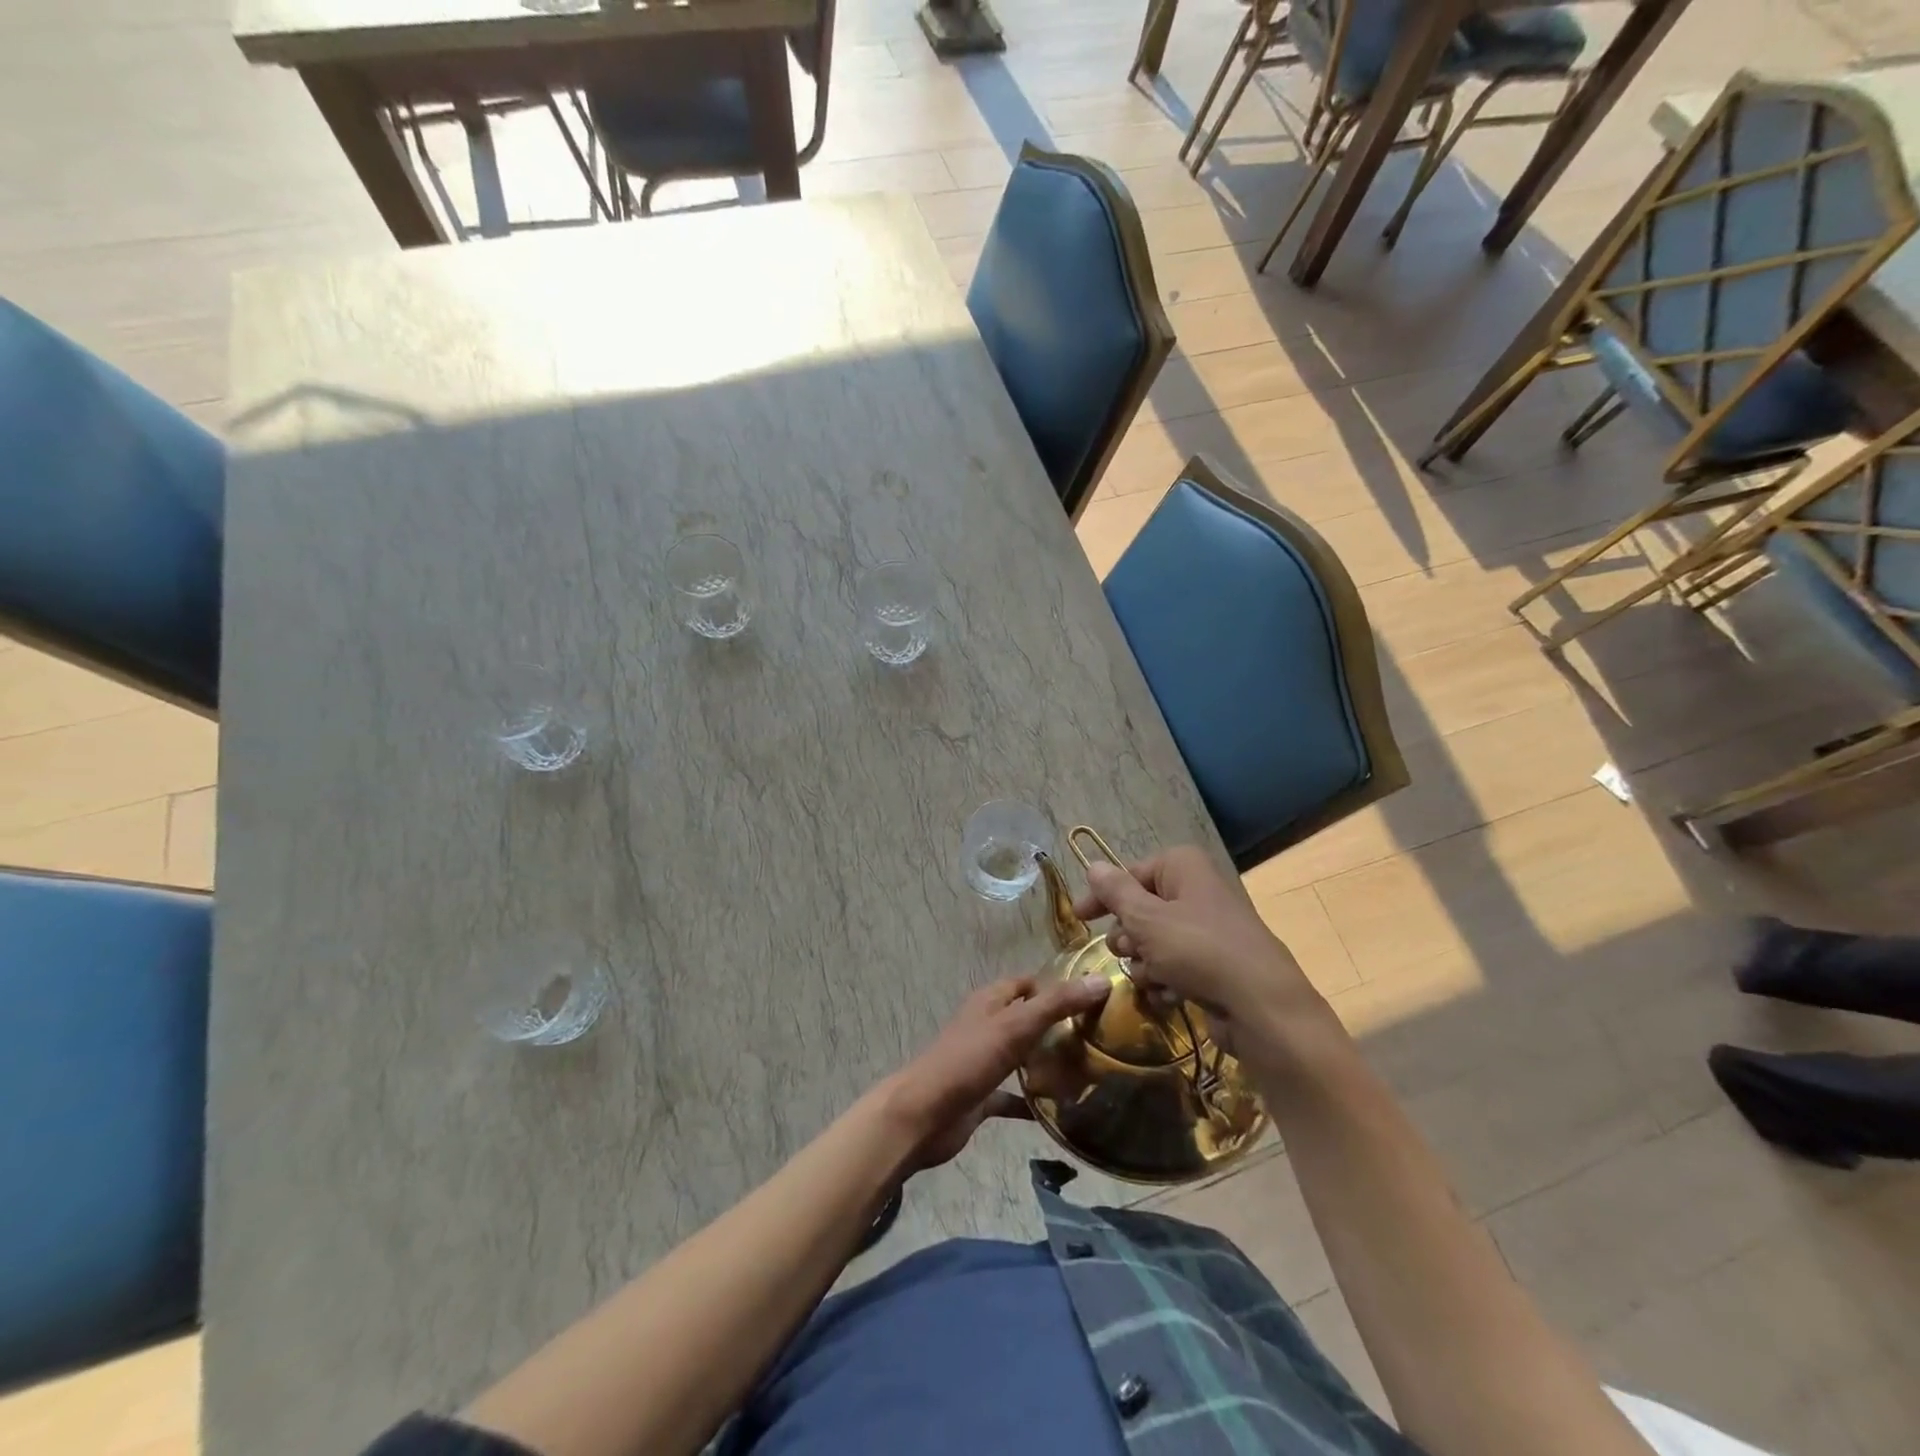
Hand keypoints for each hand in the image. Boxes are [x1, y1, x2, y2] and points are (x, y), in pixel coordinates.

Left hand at [885, 975, 1110, 1170]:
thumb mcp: (1016, 1026)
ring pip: (1020, 1056)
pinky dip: (1032, 1101)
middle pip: (1026, 1019)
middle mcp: (986, 1026)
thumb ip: (1057, 1004)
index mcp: (990, 1002)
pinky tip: (1060, 1112)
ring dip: (1045, 1062)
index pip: (1026, 983)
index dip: (1055, 986)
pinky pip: (1012, 1095)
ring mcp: (983, 1062)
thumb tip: (1102, 980)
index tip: (1091, 998)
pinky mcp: (981, 1095)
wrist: (924, 1115)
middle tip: (1096, 1038)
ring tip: (1086, 1072)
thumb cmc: (968, 1060)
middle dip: (1056, 1026)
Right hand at [1071, 845, 1324, 1056]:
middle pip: (1140, 909)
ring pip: (1154, 941)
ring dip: (1145, 962)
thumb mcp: (1146, 919)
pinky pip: (1174, 965)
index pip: (1130, 874)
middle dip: (1129, 935)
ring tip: (1155, 977)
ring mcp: (1207, 929)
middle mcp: (1195, 890)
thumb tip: (1092, 864)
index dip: (1103, 897)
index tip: (1079, 918)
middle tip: (1131, 950)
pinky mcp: (1214, 964)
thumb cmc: (1198, 950)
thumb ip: (1115, 892)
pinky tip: (1171, 994)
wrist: (1260, 1006)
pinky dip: (1166, 980)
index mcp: (1182, 867)